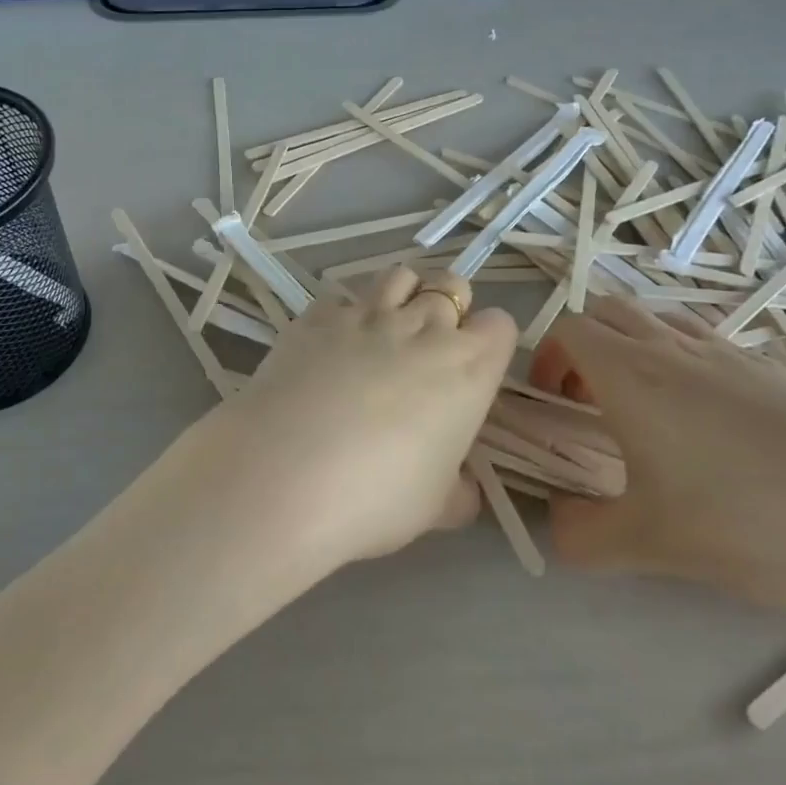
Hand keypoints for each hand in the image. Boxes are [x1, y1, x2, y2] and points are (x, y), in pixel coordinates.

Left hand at [161, 267, 517, 580]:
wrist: (284, 474)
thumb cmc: (376, 497)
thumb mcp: (435, 508)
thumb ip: (459, 491)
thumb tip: (464, 488)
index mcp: (467, 369)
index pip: (500, 325)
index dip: (489, 343)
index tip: (473, 369)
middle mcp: (422, 328)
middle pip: (452, 286)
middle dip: (449, 307)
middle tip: (429, 346)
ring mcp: (366, 314)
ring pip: (400, 276)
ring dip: (402, 295)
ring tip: (385, 331)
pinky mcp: (316, 315)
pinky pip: (341, 297)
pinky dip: (344, 314)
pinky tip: (330, 345)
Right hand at [532, 295, 785, 630]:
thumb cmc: (755, 527)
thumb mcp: (651, 546)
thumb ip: (581, 535)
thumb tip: (556, 525)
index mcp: (633, 374)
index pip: (567, 328)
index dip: (546, 359)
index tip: (555, 407)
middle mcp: (676, 348)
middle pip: (608, 311)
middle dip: (583, 346)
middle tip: (590, 404)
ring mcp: (732, 353)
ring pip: (659, 320)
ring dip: (633, 348)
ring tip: (647, 411)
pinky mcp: (778, 371)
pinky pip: (707, 342)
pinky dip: (683, 361)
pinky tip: (711, 425)